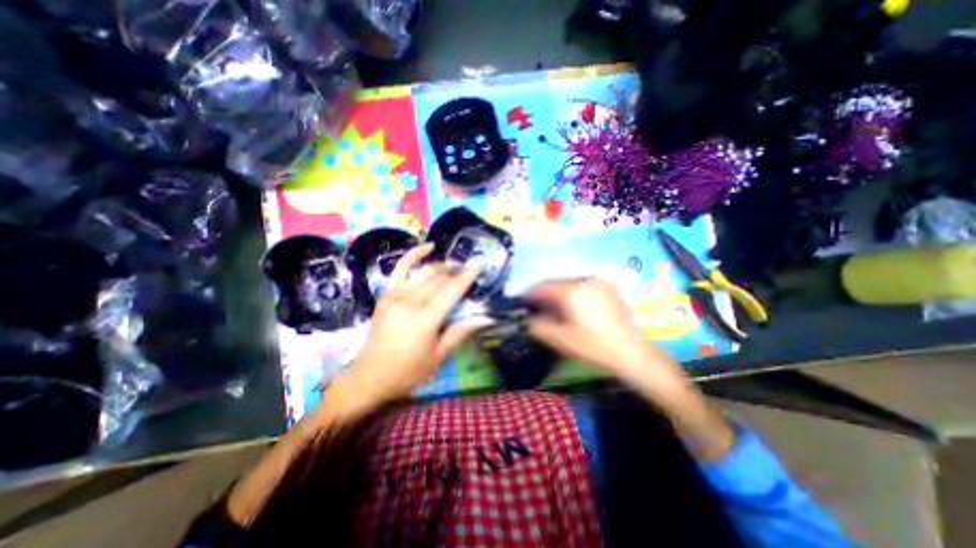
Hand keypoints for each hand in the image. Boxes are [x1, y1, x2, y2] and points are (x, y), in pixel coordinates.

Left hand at [333, 243, 485, 410]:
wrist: (371, 375)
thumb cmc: (409, 369)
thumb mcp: (438, 355)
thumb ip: (460, 332)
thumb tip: (485, 318)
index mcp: (426, 318)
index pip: (452, 290)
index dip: (467, 277)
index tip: (479, 268)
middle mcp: (411, 301)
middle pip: (440, 279)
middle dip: (457, 272)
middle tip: (469, 272)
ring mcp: (396, 294)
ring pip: (426, 272)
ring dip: (443, 266)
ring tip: (455, 267)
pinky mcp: (387, 293)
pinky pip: (401, 268)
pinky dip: (415, 254)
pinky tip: (428, 246)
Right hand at [527, 283, 683, 392]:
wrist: (634, 352)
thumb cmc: (595, 346)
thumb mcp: (561, 339)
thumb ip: (539, 326)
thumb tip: (526, 319)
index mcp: (572, 291)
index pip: (543, 286)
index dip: (529, 293)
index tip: (520, 301)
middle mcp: (585, 281)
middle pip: (556, 282)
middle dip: (543, 293)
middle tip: (534, 305)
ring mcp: (599, 283)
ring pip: (569, 283)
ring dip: (557, 292)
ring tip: (551, 306)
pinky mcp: (608, 289)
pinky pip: (582, 286)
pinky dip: (572, 293)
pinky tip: (570, 306)